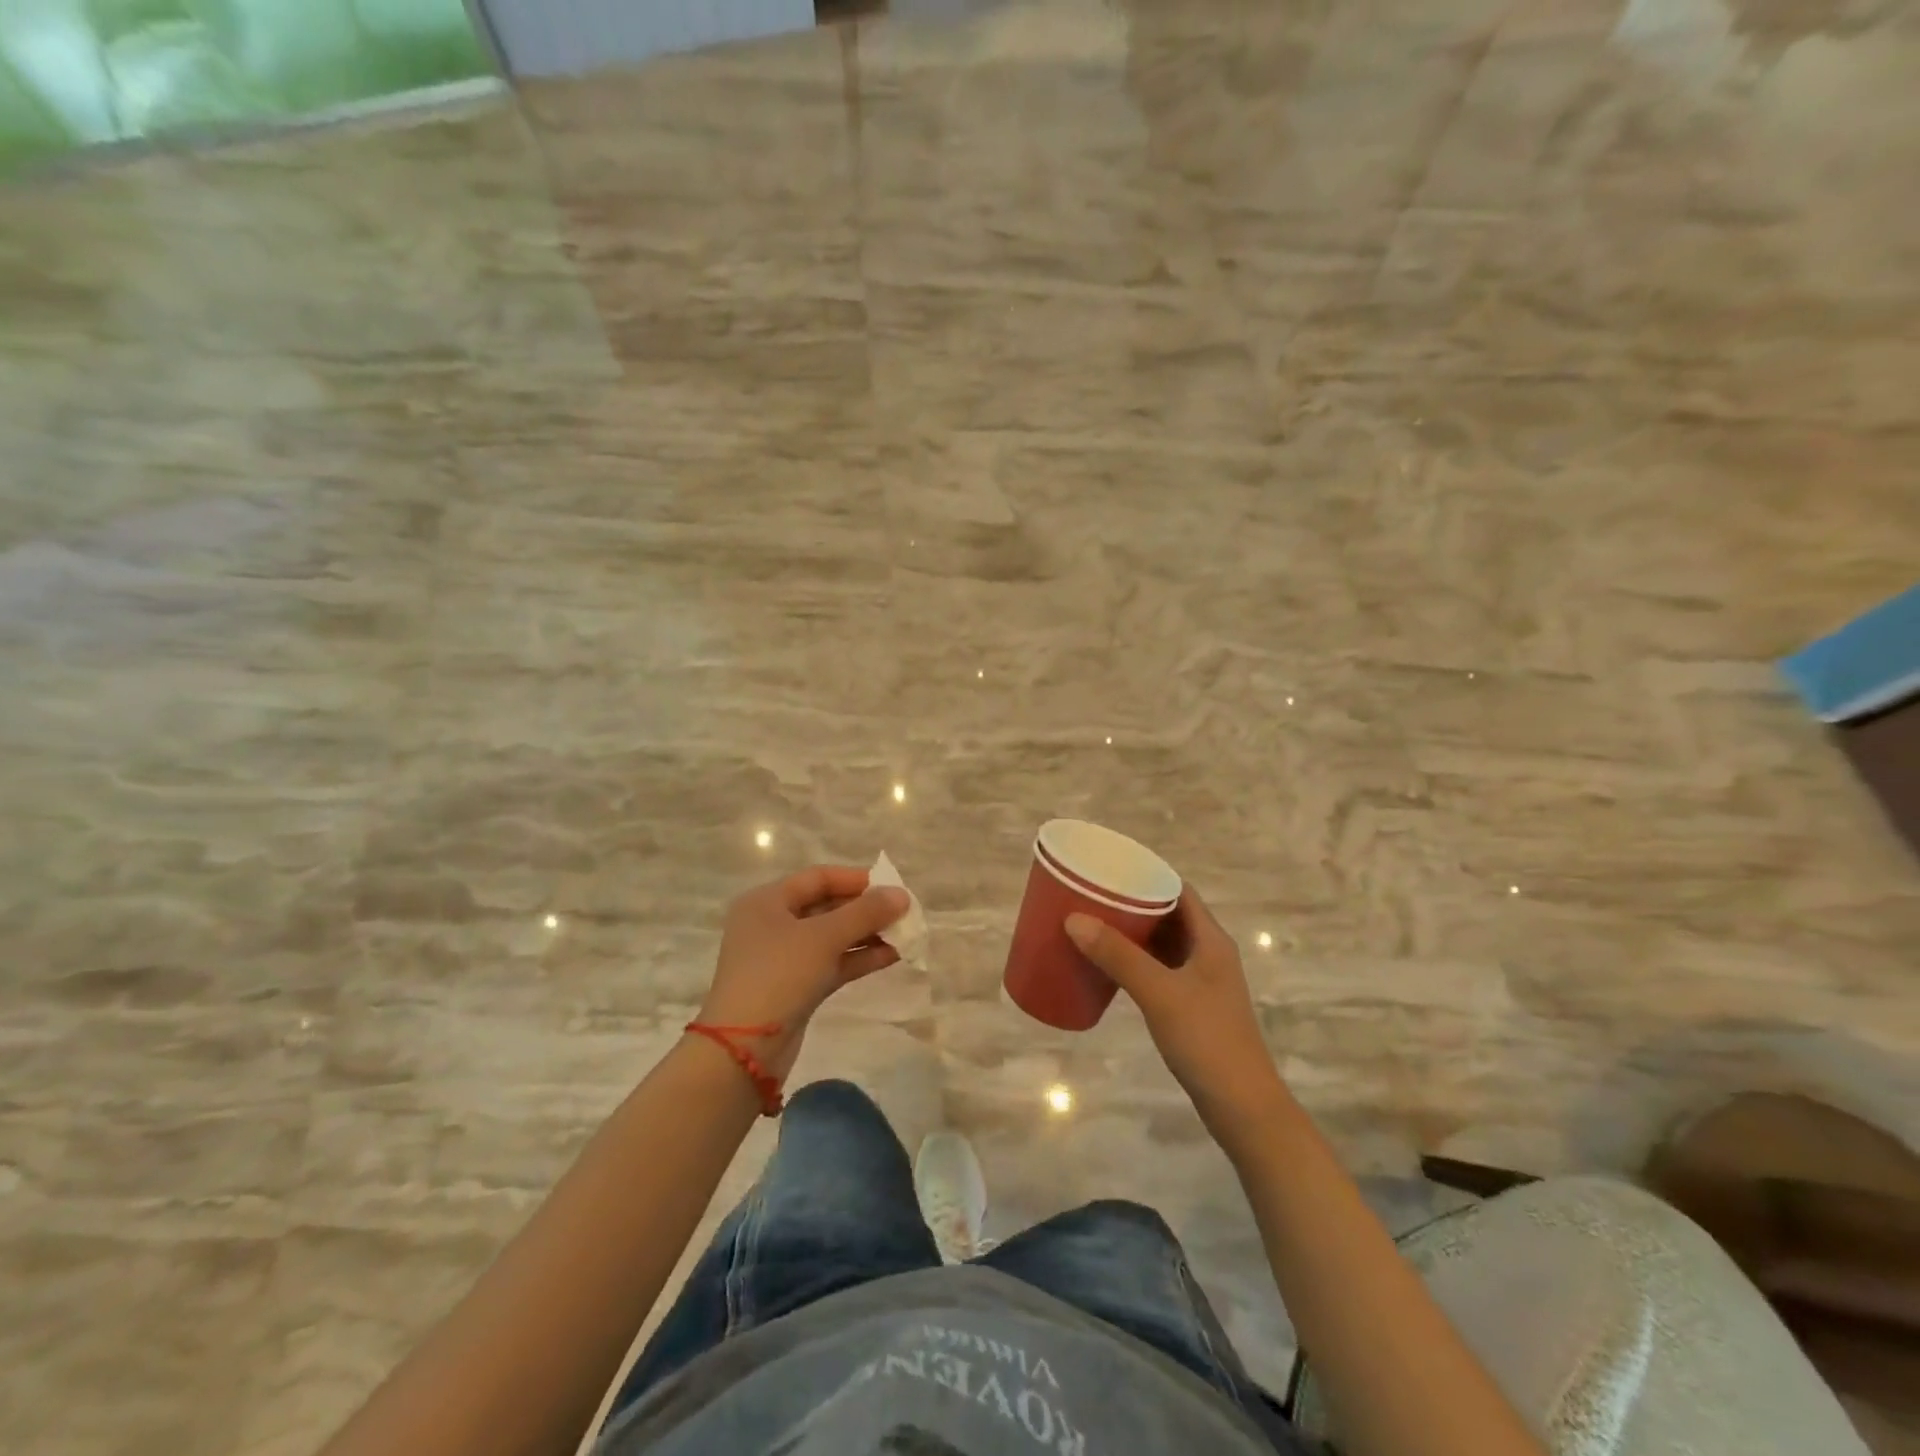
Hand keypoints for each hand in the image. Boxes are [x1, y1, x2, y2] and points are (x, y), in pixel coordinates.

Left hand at [695, 865, 910, 1083]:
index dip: (857, 879)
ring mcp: (783, 958)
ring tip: (905, 935)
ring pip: (832, 936)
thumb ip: (865, 913)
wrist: (743, 1050)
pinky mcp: (796, 987)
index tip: (893, 886)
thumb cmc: (779, 976)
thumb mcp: (823, 937)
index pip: (818, 878)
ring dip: (867, 934)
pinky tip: (891, 956)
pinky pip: (832, 962)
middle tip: (904, 913)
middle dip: (866, 908)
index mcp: (767, 901)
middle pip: (827, 905)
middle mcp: (773, 924)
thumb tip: (902, 895)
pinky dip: (859, 958)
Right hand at [1065, 889, 1284, 1134]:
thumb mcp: (1159, 993)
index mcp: (1211, 939)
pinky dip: (1137, 960)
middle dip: (1133, 903)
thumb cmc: (1207, 1040)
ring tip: (1094, 923)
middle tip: (1092, 895)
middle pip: (1169, 914)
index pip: (1179, 890)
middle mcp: (1209, 953)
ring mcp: (1202, 981)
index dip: (1148, 874)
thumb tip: (1073, 918)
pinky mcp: (1193, 1005)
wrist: (1242, 1107)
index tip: (1110, 869)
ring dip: (1134, 932)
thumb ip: (1118, 956)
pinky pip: (1160, 968)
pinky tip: (1110, 965)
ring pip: (1164, 942)